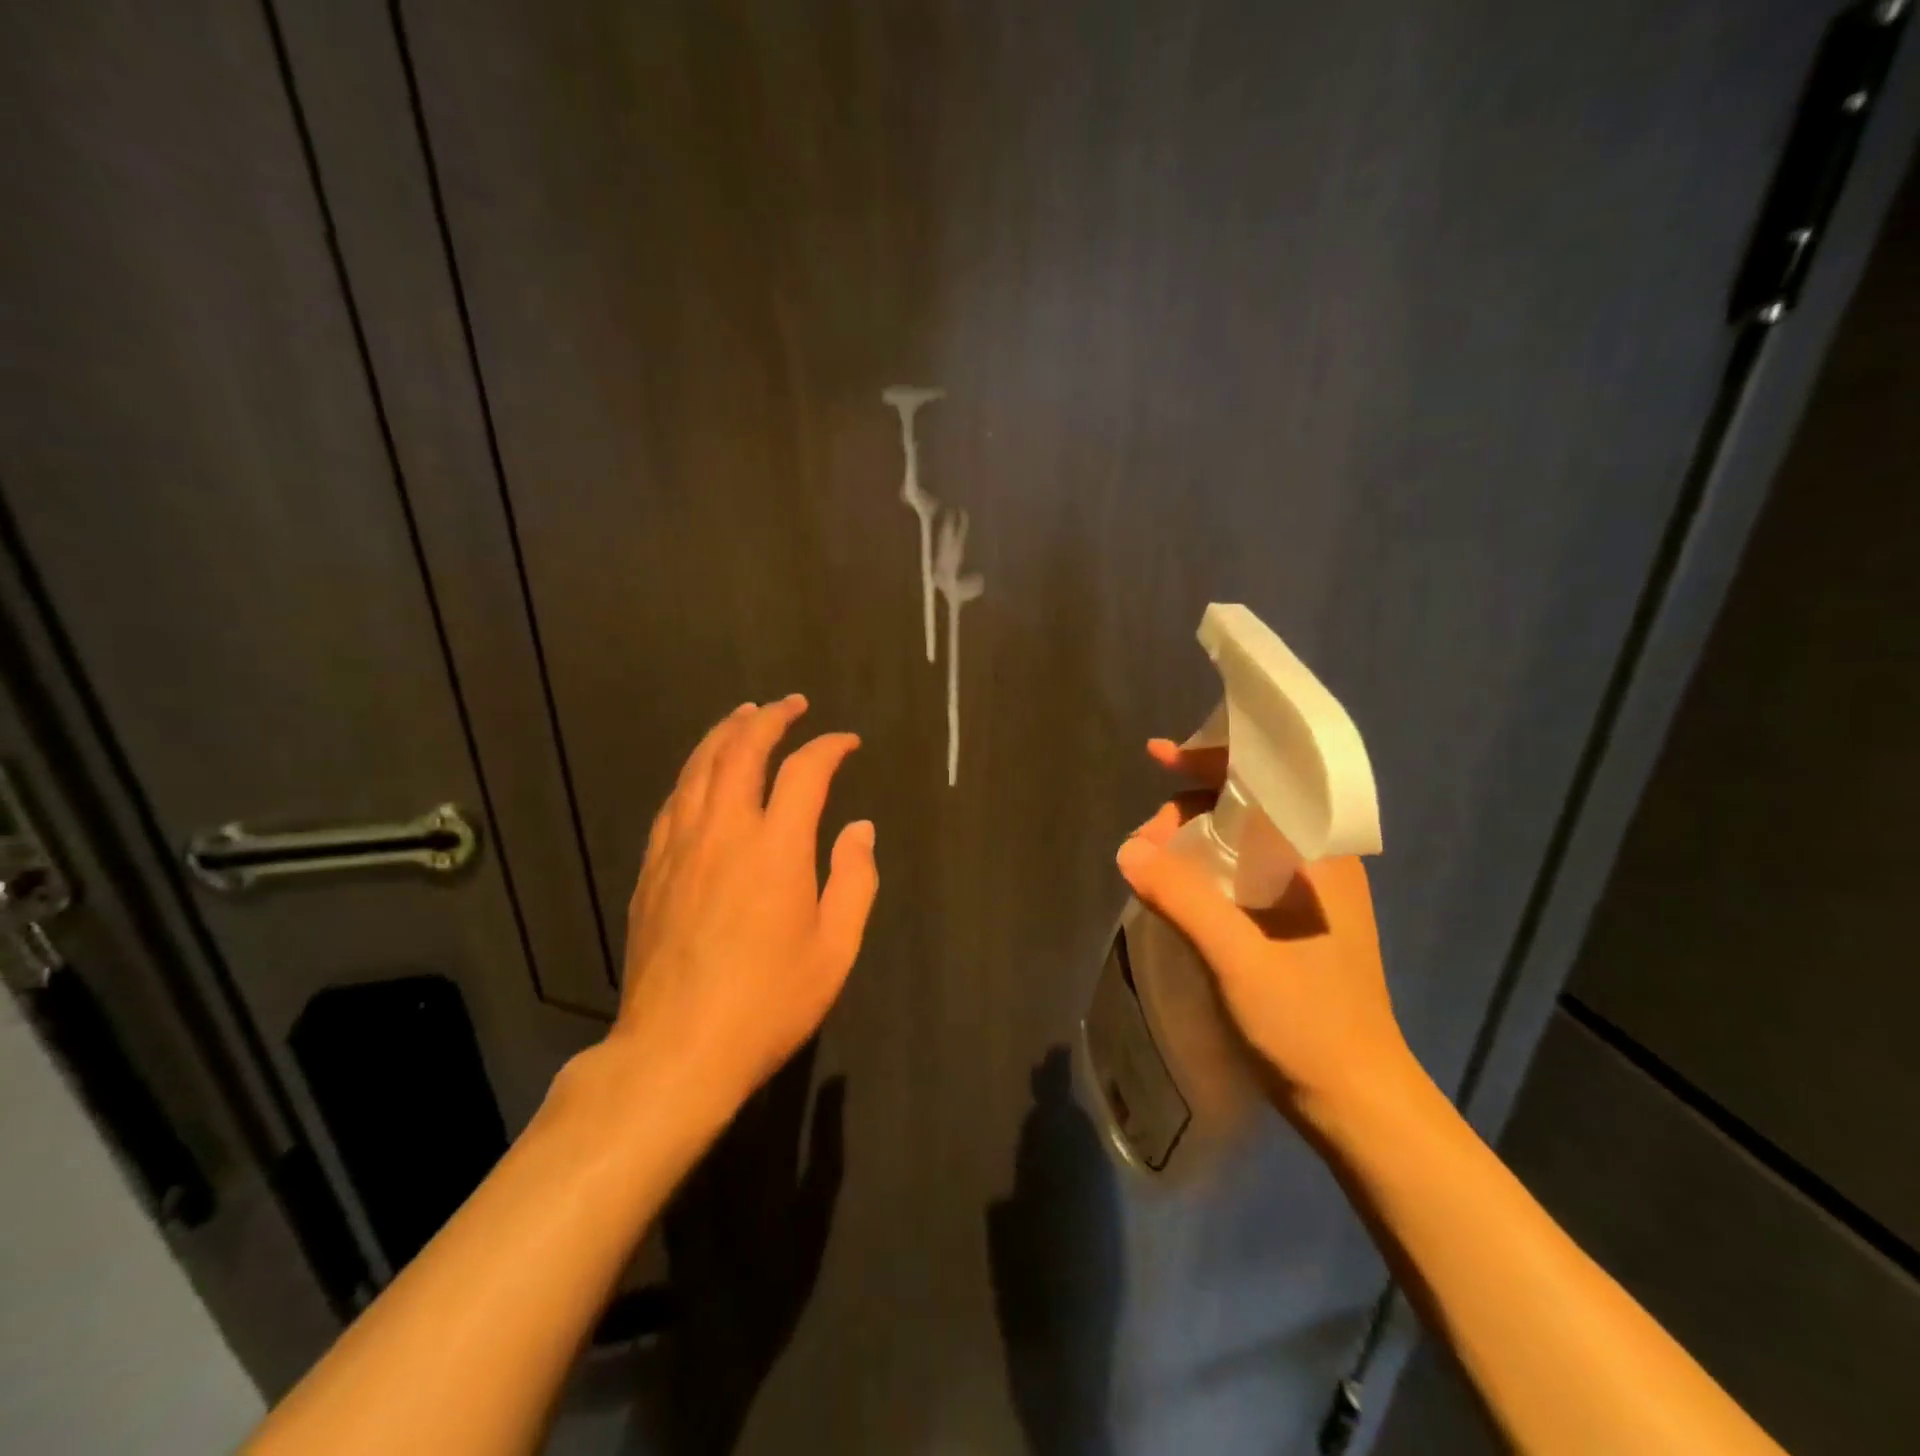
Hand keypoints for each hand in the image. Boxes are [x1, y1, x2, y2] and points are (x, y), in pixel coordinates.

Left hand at [610, 696, 877, 1131]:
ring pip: (699, 767)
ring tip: (744, 715)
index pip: (805, 771)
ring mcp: (680, 847)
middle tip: (792, 704)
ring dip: (725, 733)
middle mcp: (724, 831)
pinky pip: (673, 801)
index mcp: (776, 847)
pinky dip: (694, 773)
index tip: (847, 743)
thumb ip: (854, 879)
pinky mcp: (652, 869)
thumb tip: (859, 828)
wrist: (677, 1050)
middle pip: (742, 750)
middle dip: (770, 718)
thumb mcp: (835, 949)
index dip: (830, 747)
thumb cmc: (769, 1002)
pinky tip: (701, 773)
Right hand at [1114, 738, 1415, 1129]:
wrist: (1358, 1105)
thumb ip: (1183, 898)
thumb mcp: (1237, 958)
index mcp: (1320, 855)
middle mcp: (1318, 863)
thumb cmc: (1308, 1026)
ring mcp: (1306, 895)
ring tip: (1149, 863)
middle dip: (1188, 809)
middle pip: (1245, 806)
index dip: (1210, 760)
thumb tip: (1128, 850)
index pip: (1265, 778)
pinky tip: (1176, 885)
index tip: (1158, 756)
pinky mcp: (1293, 923)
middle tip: (1144, 844)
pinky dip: (1203, 866)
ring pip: (1240, 840)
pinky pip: (1241, 871)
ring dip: (1192, 839)